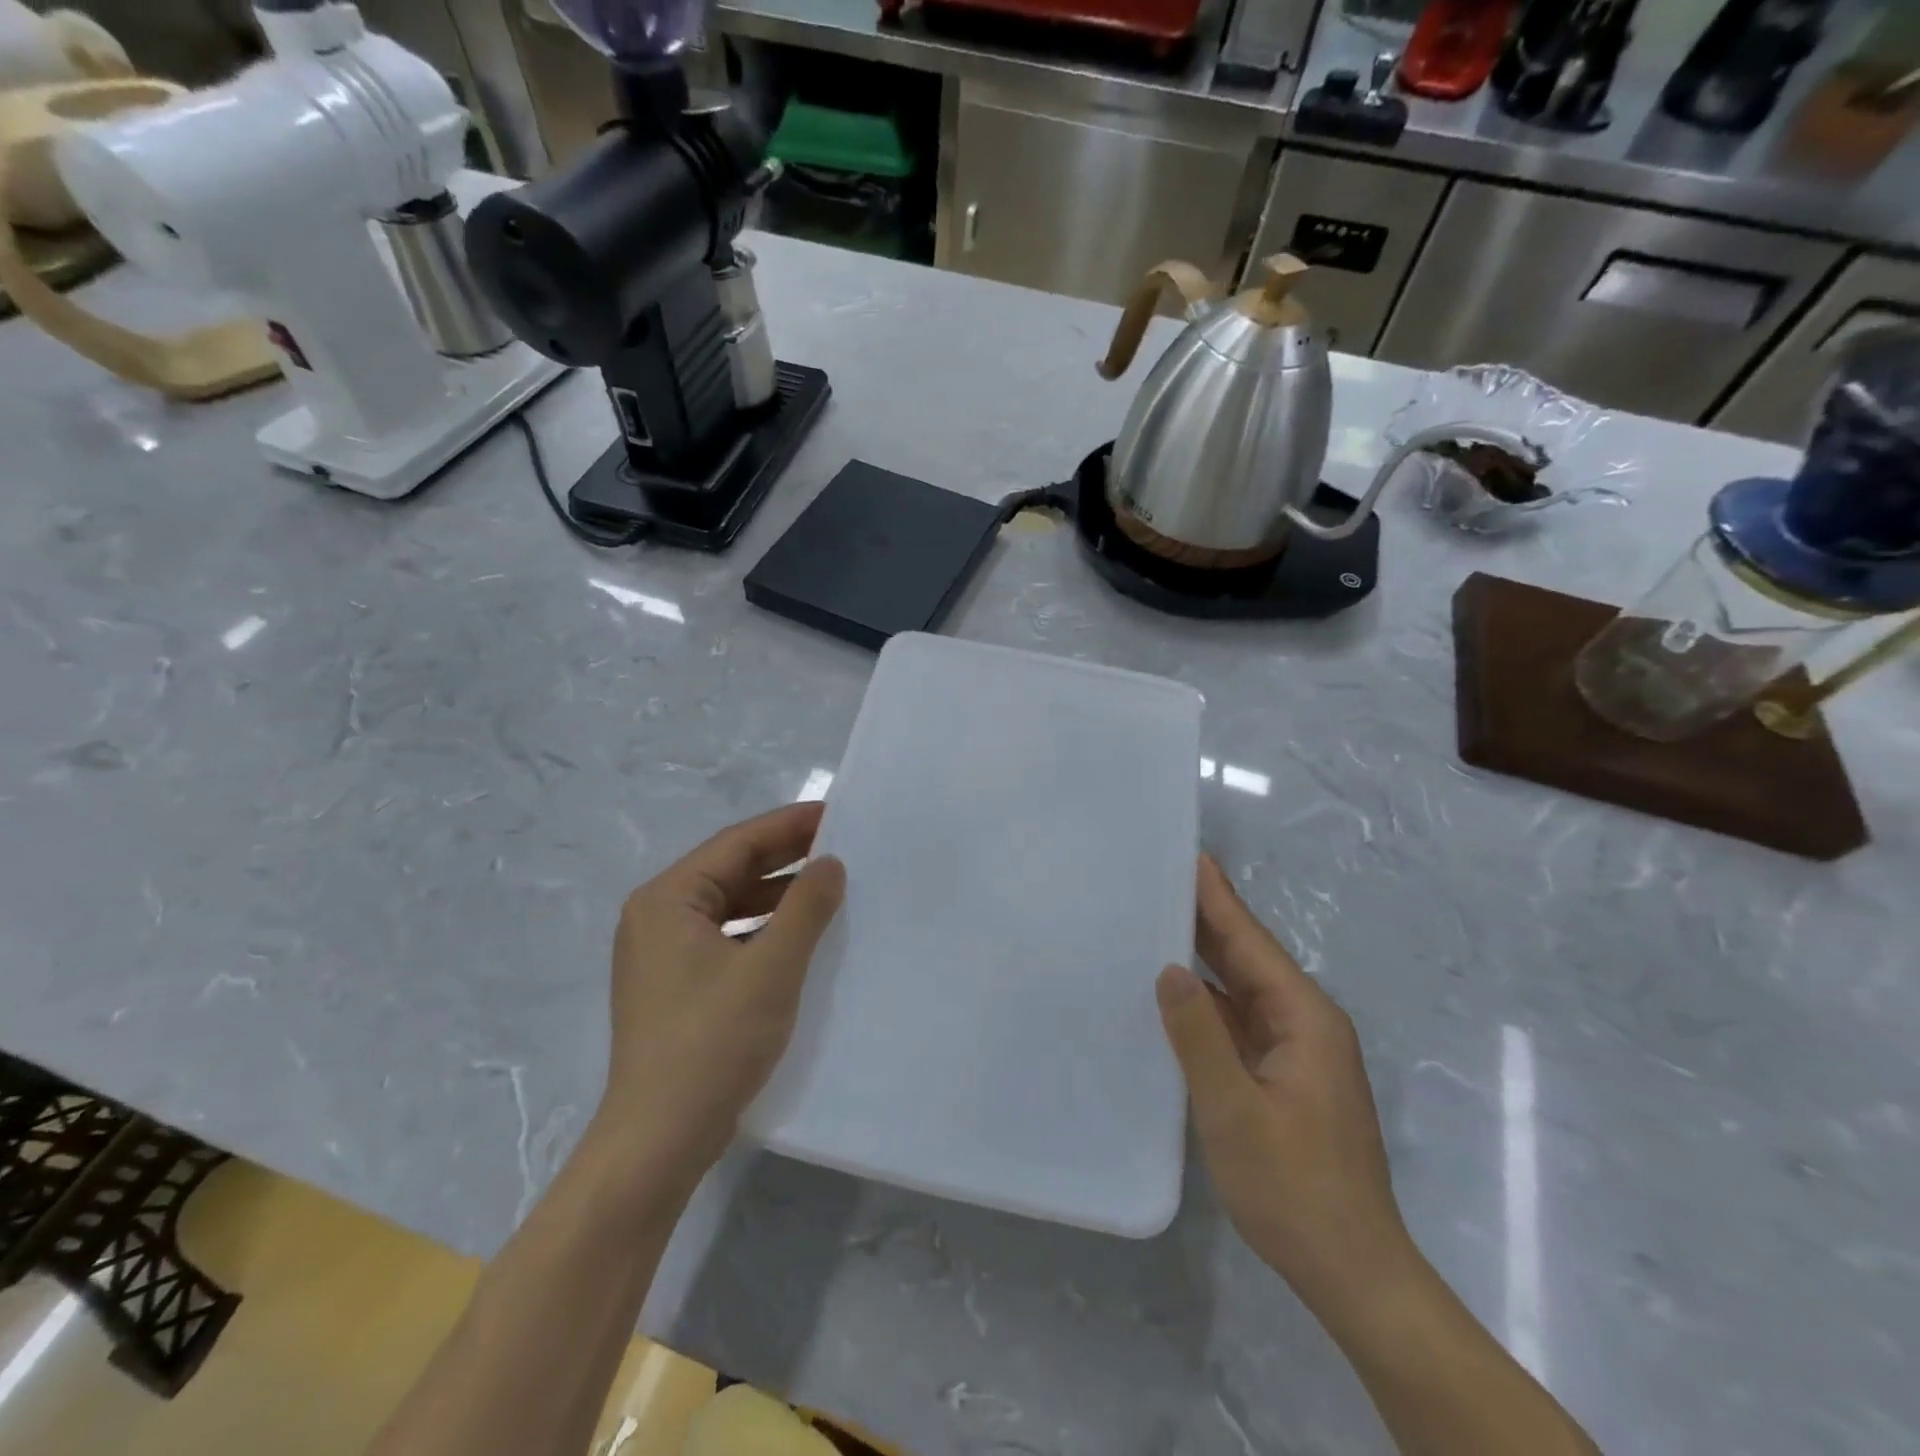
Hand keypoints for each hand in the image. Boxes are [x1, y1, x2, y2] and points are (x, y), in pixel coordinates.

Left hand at [595, 802, 844, 1190]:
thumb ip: (806, 908)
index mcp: (667, 900)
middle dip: (785, 858)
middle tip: (841, 846)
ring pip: (729, 906)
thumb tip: (831, 863)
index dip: (788, 825)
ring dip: (776, 895)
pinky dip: (762, 930)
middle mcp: (657, 918)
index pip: (735, 843)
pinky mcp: (675, 987)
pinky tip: (800, 936)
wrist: (658, 1142)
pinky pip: (725, 938)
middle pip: (729, 871)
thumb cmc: (712, 1043)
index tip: (835, 814)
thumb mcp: (771, 968)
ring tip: (829, 887)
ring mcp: (662, 955)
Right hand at [1157, 856, 1413, 1315]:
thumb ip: (1199, 1036)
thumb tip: (1170, 969)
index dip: (1218, 899)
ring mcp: (1297, 1051)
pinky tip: (1175, 992)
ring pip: (1244, 989)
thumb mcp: (1234, 1110)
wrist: (1352, 1271)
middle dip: (1209, 918)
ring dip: (1206, 957)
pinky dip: (1209, 999)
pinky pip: (1241, 1020)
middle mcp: (1306, 1023)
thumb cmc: (1294, 1188)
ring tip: (1159, 921)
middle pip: (1250, 958)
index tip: (1190, 857)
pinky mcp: (1285, 1075)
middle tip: (1162, 879)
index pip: (1252, 943)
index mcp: (1304, 1018)